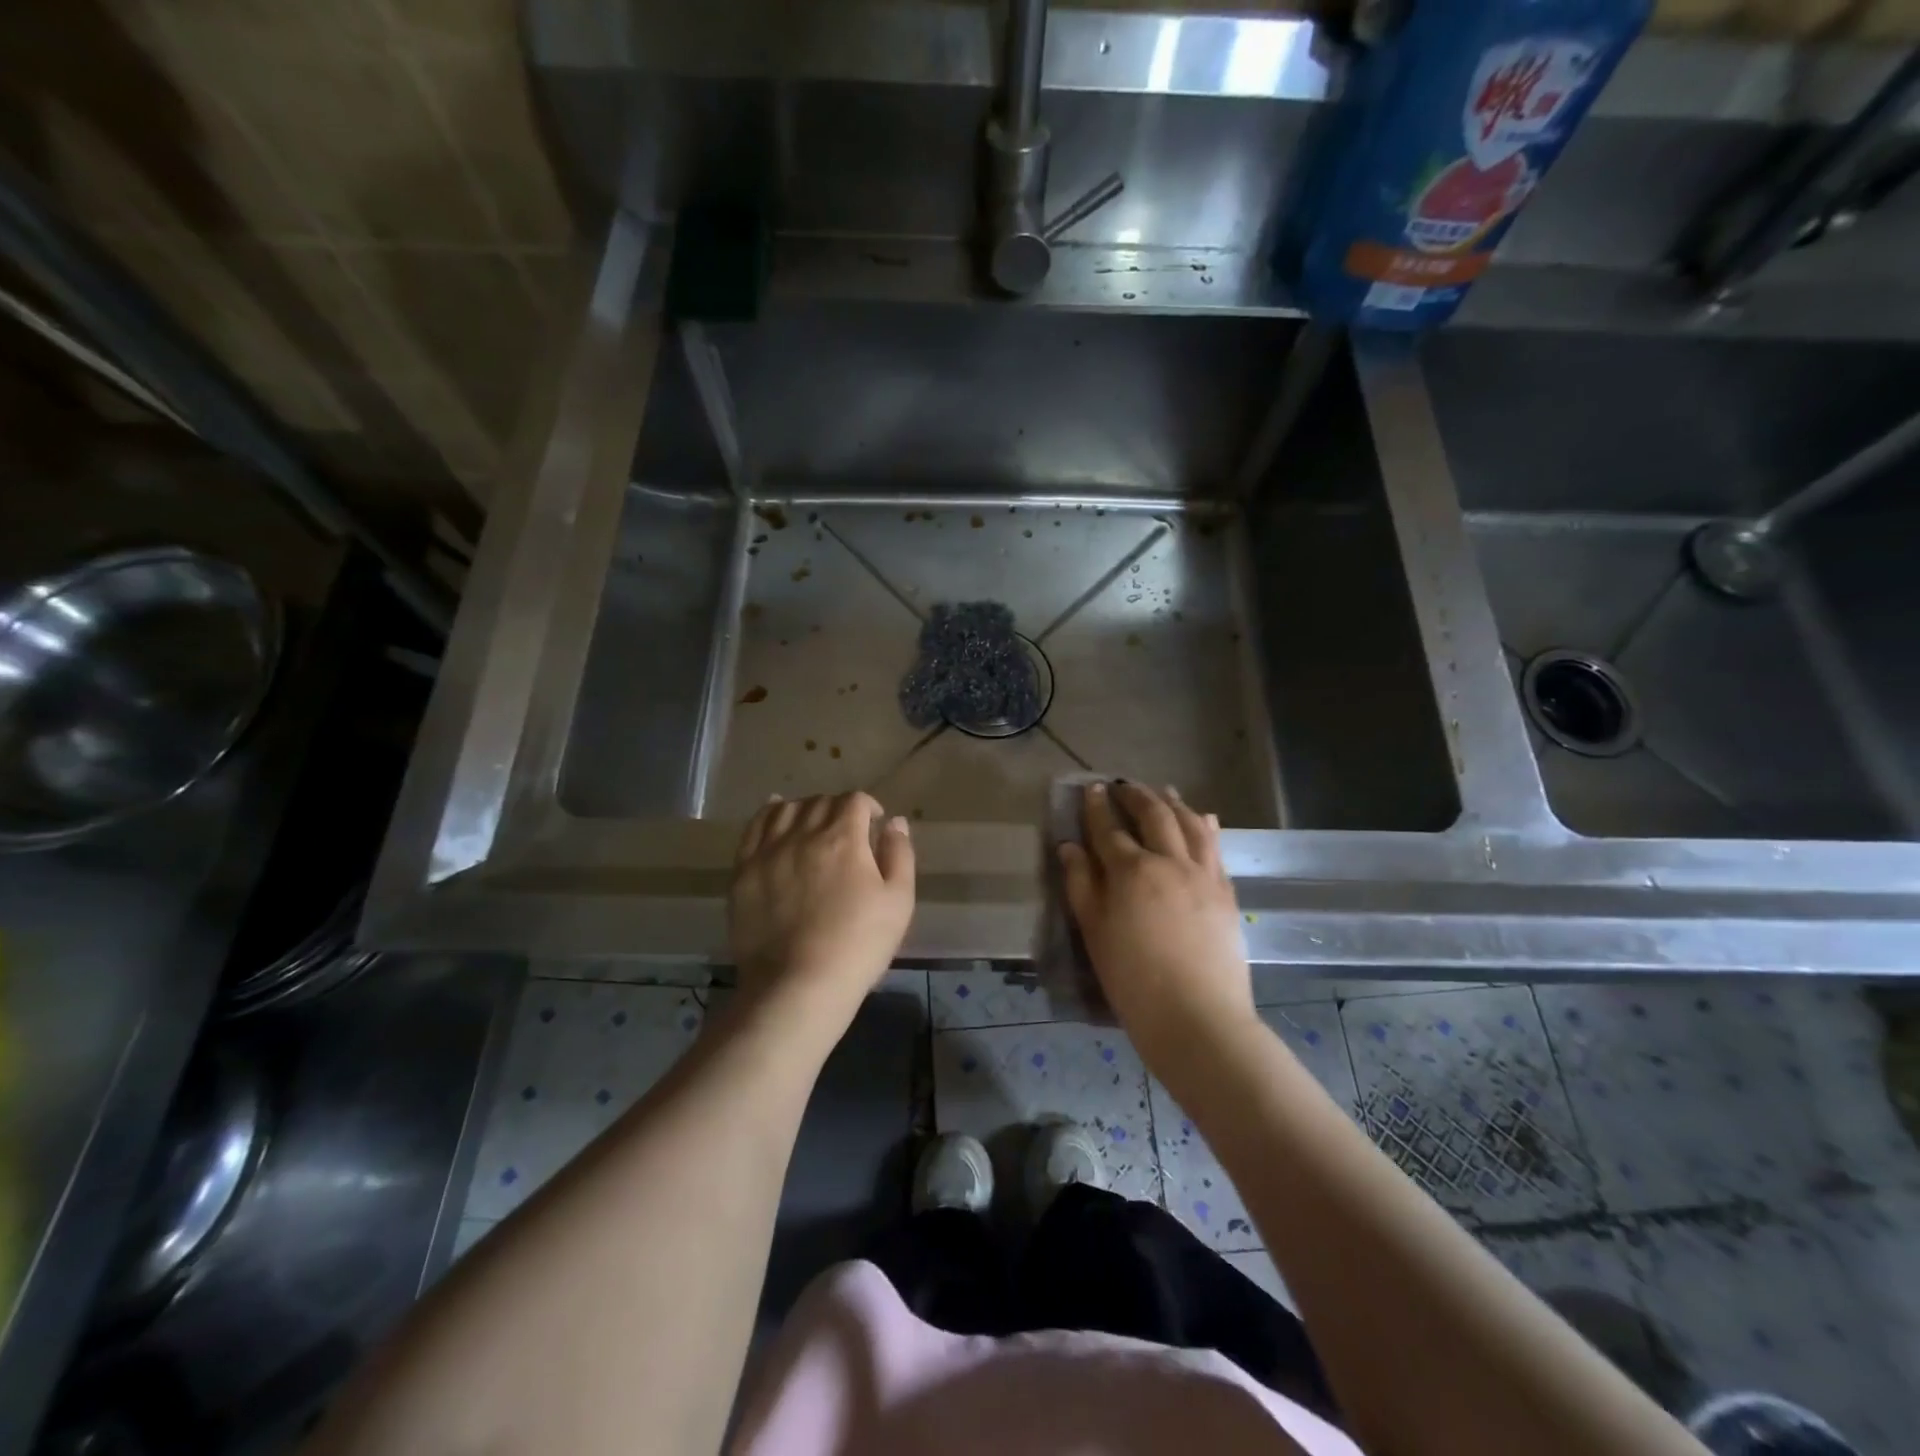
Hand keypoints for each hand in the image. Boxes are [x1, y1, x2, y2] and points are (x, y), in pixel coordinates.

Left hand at [729, 793, 914, 1029]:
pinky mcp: (743, 871)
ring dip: (804, 808)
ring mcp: (768, 851)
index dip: (868, 806)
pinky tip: (774, 813)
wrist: (797, 985)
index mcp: (843, 838)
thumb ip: (900, 855)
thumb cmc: (858, 945)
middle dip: (838, 808)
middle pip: (820, 802)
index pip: (854, 801)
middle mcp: (802, 834)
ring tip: (812, 824)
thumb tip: (895, 822)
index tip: (875, 823)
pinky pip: (752, 828)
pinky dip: (767, 814)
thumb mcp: (898, 902)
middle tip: (847, 830)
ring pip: (786, 809)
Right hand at [1058, 783, 1255, 1065]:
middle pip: (1153, 815)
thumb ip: (1081, 884)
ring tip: (1164, 791)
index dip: (1097, 806)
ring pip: (1190, 823)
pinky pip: (1216, 847)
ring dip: (1173, 802)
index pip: (1109, 828)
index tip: (1092, 788)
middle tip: (1124, 786)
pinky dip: (1205, 826)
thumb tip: (1070, 846)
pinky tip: (1203, 818)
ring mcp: (1203, 874)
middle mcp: (1169, 861)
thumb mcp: (1094, 932)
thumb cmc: (1133, 979)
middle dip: (1136, 795)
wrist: (1197, 1017)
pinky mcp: (1226, 891)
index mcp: (1131, 871)